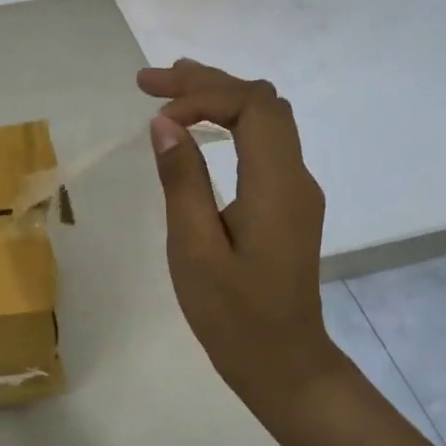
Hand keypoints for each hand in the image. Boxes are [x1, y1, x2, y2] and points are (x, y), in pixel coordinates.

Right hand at [139, 60, 343, 398]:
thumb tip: (164, 124)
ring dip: (219, 97)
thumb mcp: (194, 249)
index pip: (250, 106)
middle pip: (261, 102)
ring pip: (266, 118)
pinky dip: (229, 122)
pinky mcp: (287, 203)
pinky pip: (264, 142)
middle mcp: (296, 176)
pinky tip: (199, 129)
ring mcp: (296, 189)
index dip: (202, 95)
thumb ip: (182, 182)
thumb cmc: (233, 315)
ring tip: (169, 90)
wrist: (283, 364)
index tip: (155, 115)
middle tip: (149, 81)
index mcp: (276, 184)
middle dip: (206, 83)